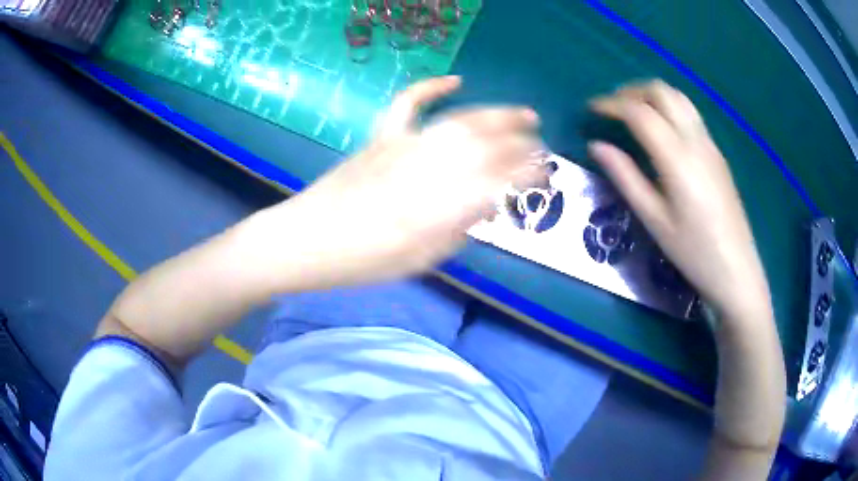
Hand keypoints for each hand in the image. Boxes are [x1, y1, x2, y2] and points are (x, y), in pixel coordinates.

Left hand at [278, 76, 544, 286]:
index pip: (499, 181)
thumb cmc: (364, 261)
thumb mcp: (421, 260)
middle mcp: (429, 170)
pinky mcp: (382, 136)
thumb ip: (458, 231)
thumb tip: (486, 206)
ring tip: (522, 113)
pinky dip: (430, 87)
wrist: (308, 240)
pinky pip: (408, 103)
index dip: (527, 173)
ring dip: (495, 114)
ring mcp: (403, 146)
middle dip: (521, 141)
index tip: (544, 173)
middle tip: (540, 142)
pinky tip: (454, 80)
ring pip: (460, 121)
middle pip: (487, 145)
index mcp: (440, 207)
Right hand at [588, 80, 769, 320]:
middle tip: (611, 108)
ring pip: (678, 97)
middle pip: (661, 92)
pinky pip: (690, 113)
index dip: (611, 105)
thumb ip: (625, 177)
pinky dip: (668, 107)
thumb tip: (596, 146)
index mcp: (677, 157)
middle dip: (631, 91)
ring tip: (632, 112)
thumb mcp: (653, 219)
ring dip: (651, 95)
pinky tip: (660, 129)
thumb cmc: (693, 251)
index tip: (591, 110)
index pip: (639, 112)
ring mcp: (709, 144)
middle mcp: (695, 140)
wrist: (736, 269)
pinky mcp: (717, 153)